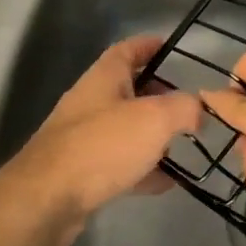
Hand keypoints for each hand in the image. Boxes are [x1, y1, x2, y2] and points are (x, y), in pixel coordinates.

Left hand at [0, 35, 200, 245]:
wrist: (46, 200)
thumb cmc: (102, 146)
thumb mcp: (155, 119)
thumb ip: (184, 109)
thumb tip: (199, 110)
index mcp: (104, 78)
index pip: (128, 50)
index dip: (150, 46)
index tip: (173, 48)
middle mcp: (91, 102)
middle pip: (129, 89)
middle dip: (158, 95)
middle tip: (187, 106)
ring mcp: (83, 138)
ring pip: (125, 129)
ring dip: (152, 135)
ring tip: (184, 145)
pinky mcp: (81, 172)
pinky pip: (119, 163)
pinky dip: (143, 169)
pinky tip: (166, 182)